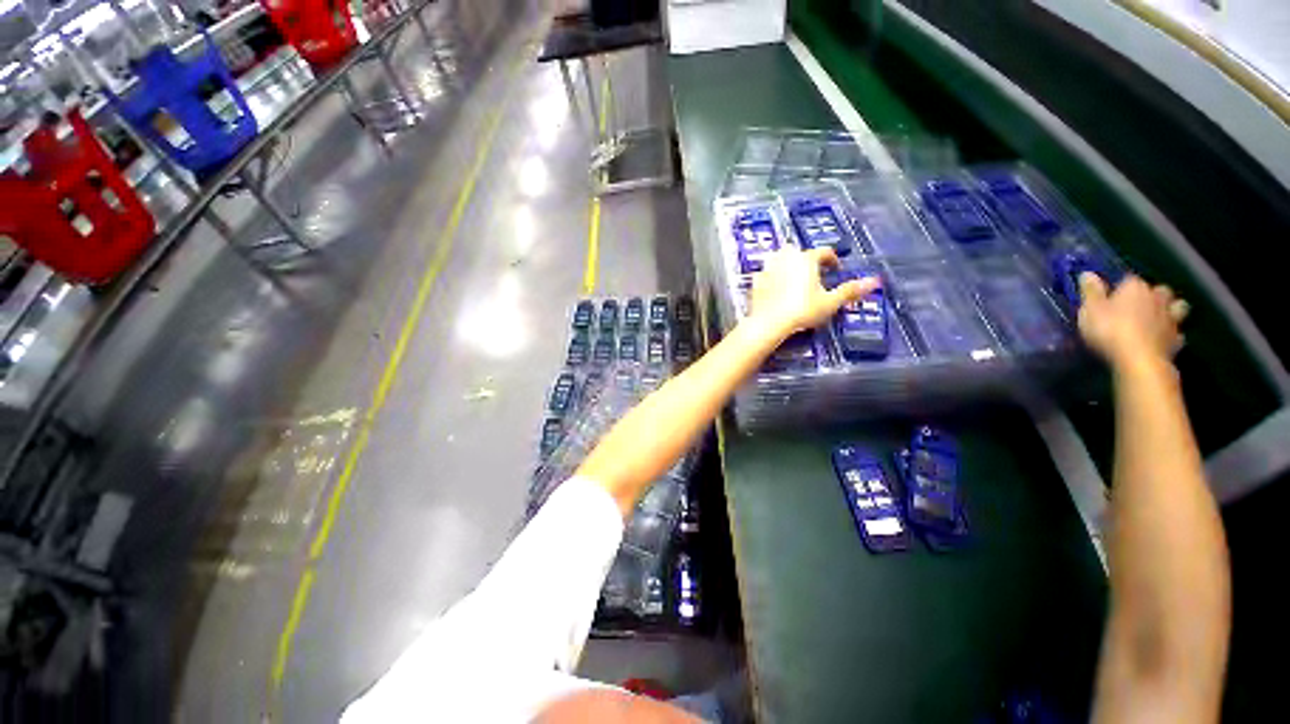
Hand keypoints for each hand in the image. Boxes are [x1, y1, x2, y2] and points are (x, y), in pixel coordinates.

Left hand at [745, 247, 880, 339]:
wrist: (769, 322)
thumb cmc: (803, 310)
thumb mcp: (830, 302)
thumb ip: (851, 290)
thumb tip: (876, 281)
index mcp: (806, 259)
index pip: (824, 252)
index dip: (832, 260)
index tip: (836, 270)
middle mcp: (786, 258)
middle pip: (798, 251)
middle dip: (807, 259)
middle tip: (813, 273)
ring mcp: (768, 268)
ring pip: (779, 258)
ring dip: (787, 264)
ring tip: (793, 278)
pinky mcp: (756, 281)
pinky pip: (766, 274)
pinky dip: (772, 277)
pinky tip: (774, 288)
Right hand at [1077, 272, 1188, 369]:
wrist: (1139, 359)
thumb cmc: (1110, 330)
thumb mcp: (1090, 310)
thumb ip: (1090, 292)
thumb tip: (1087, 273)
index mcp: (1134, 287)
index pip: (1128, 280)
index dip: (1120, 288)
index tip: (1110, 298)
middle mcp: (1157, 297)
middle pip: (1159, 291)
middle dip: (1153, 296)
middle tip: (1141, 305)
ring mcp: (1171, 318)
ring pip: (1177, 307)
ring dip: (1171, 310)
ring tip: (1159, 318)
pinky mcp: (1177, 339)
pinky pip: (1177, 332)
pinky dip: (1172, 334)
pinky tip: (1163, 339)